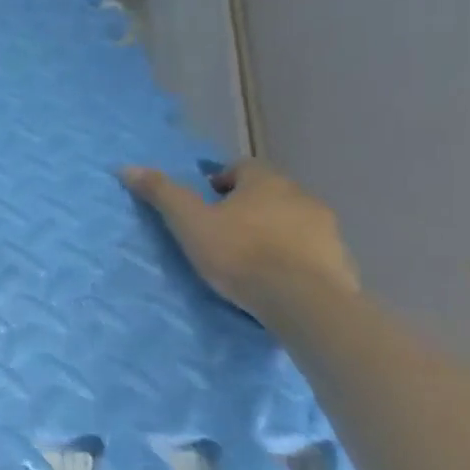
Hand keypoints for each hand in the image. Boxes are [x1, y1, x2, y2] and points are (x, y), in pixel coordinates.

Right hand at [120, 159, 359, 317]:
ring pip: (292, 221)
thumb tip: (127, 167)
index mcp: (266, 181)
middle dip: (247, 207)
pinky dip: (294, 258)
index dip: (221, 181)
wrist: (305, 302)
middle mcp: (301, 196)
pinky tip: (277, 279)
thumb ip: (161, 193)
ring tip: (250, 258)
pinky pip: (311, 251)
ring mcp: (327, 230)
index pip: (242, 167)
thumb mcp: (189, 222)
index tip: (205, 203)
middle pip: (269, 193)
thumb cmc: (240, 253)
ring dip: (273, 231)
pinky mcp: (342, 262)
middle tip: (222, 231)